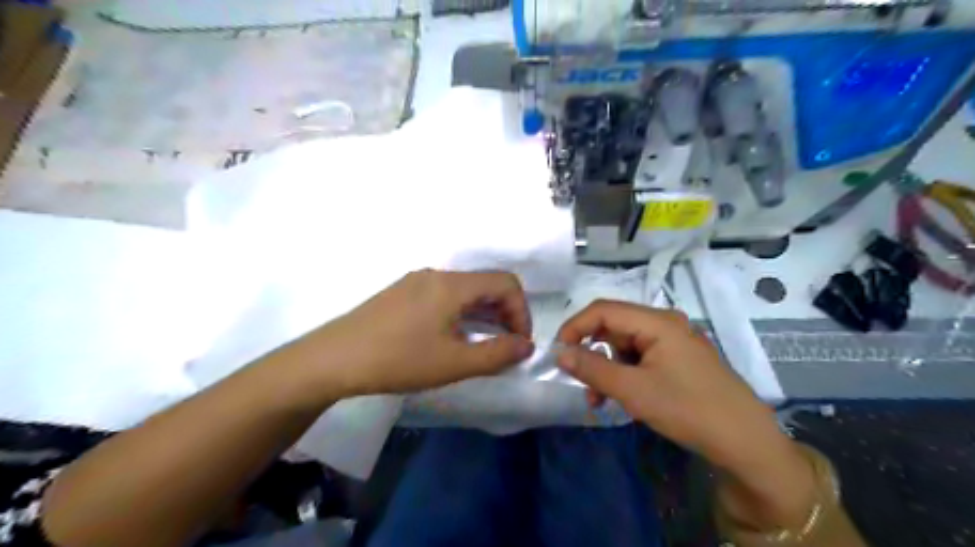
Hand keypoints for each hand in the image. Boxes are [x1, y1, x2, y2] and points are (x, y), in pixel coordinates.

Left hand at [303, 270, 530, 397]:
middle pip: (485, 283)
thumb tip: (526, 345)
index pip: (505, 282)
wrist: (332, 360)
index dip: (521, 311)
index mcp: (452, 284)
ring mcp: (416, 282)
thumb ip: (497, 354)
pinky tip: (452, 337)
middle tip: (505, 346)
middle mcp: (436, 275)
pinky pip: (444, 296)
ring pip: (464, 290)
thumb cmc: (398, 360)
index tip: (519, 343)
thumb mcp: (453, 363)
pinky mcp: (402, 293)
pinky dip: (461, 313)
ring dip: (483, 314)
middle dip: (504, 313)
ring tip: (482, 345)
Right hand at [555, 299, 790, 472]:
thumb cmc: (687, 409)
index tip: (558, 353)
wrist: (744, 441)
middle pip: (613, 327)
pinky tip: (619, 397)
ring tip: (598, 399)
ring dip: (606, 368)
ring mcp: (673, 341)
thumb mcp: (633, 390)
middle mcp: (664, 323)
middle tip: (578, 380)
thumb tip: (559, 354)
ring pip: (624, 345)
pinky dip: (624, 374)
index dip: (575, 327)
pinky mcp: (677, 359)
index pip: (603, 310)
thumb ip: (592, 368)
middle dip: (591, 353)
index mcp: (656, 321)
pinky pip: (640, 358)